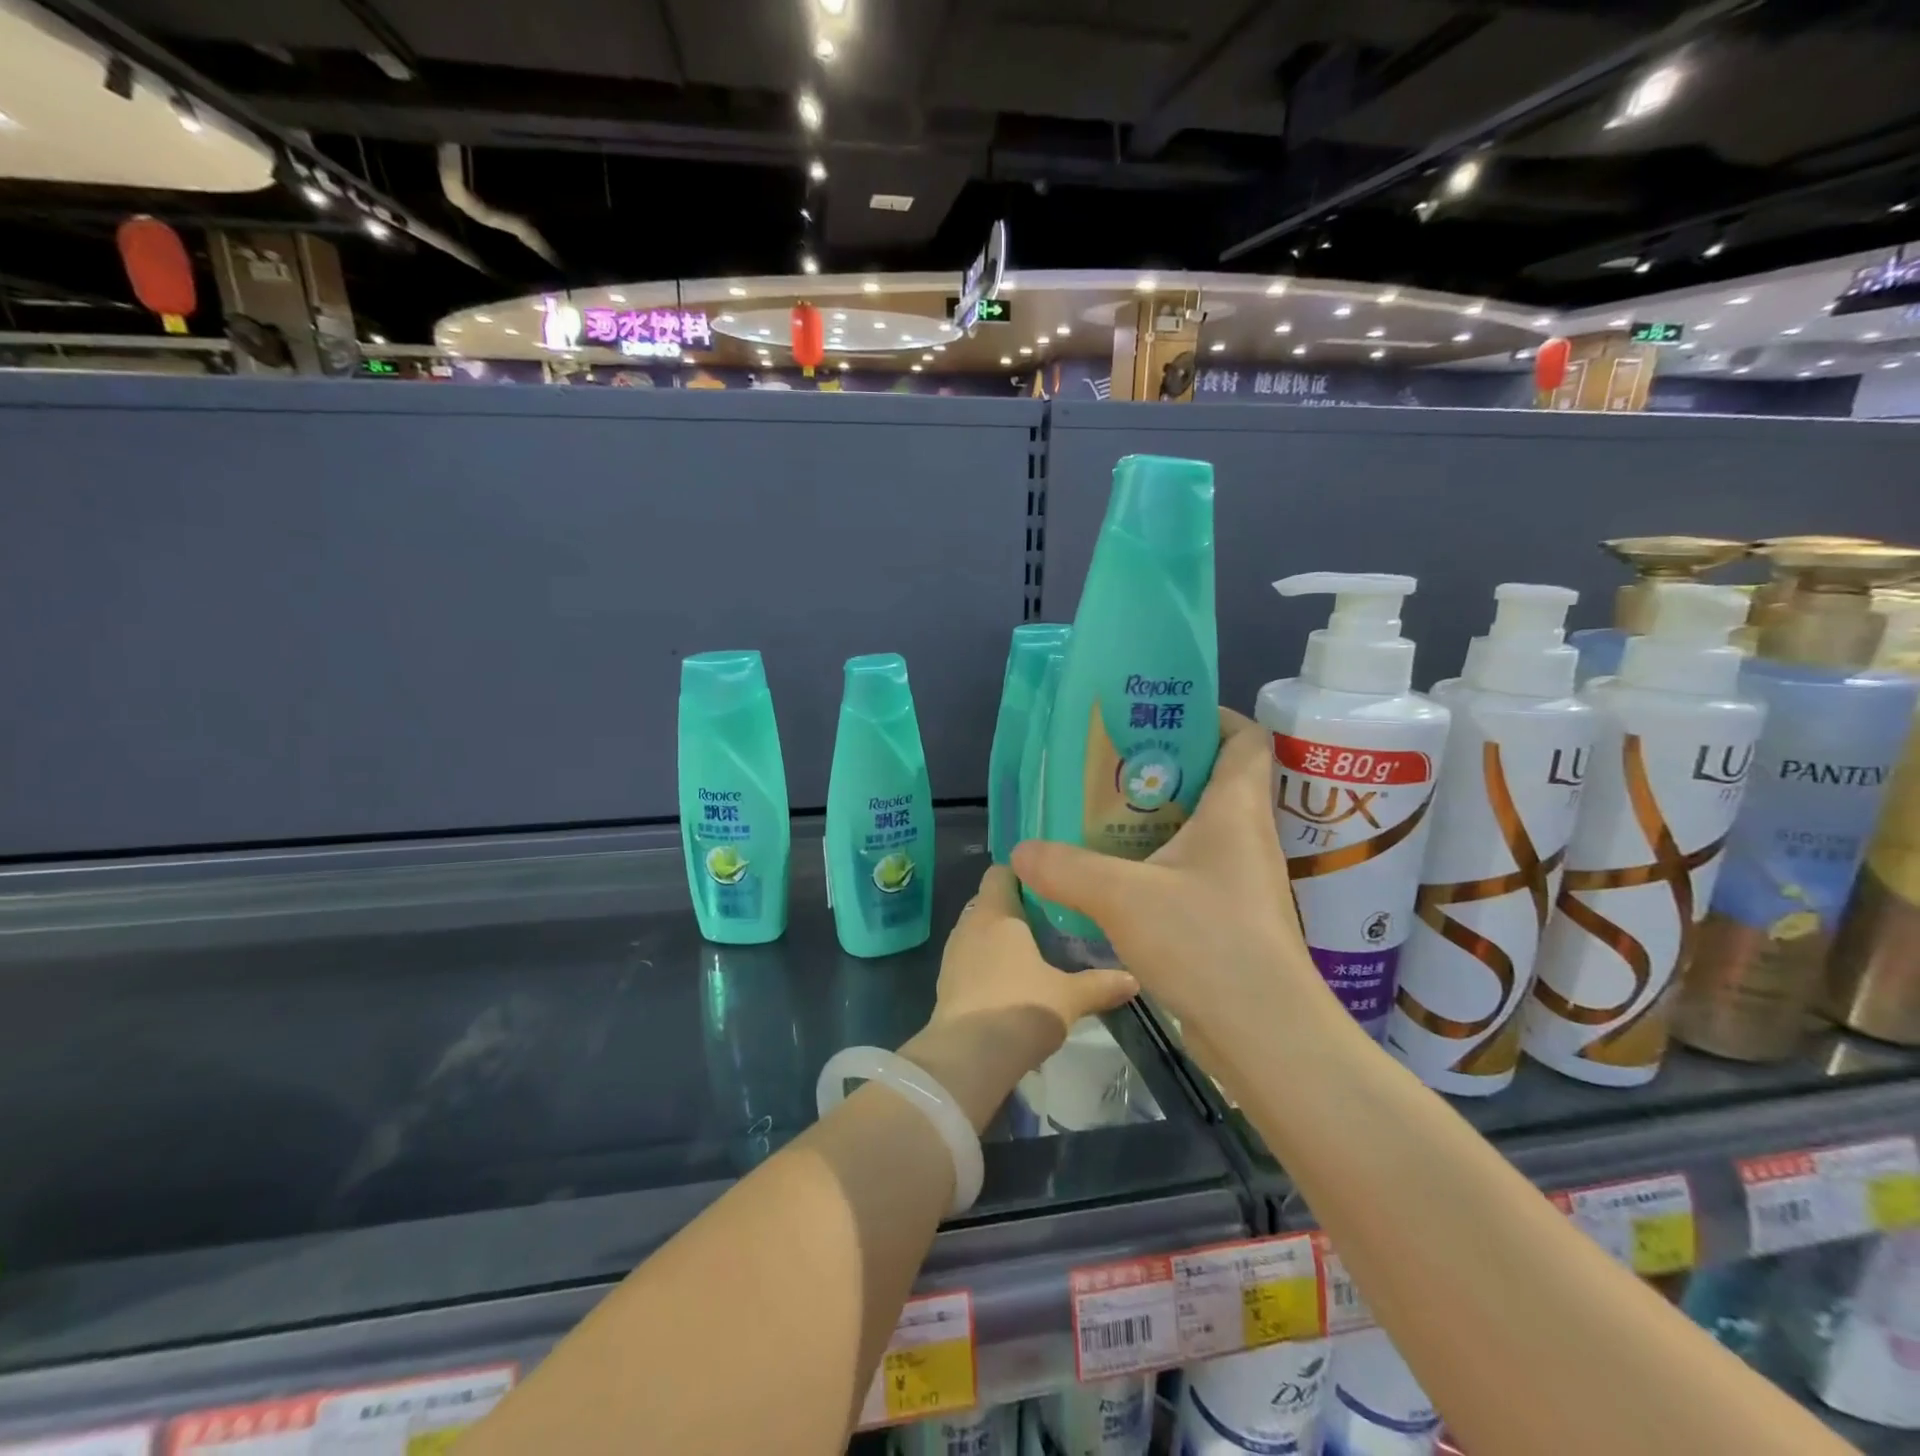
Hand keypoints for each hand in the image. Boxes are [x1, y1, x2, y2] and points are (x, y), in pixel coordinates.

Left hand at [896, 864, 1138, 1133]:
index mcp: (996, 912)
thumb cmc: (1021, 1008)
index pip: (1001, 871)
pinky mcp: (946, 983)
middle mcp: (969, 924)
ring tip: (1037, 954)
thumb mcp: (1070, 996)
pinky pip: (971, 959)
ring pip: (981, 932)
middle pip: (992, 901)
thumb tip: (1133, 978)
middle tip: (1054, 922)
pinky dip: (989, 964)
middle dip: (1019, 909)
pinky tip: (1014, 984)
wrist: (968, 1058)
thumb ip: (1101, 984)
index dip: (1024, 873)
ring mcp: (953, 953)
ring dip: (1003, 939)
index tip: (1052, 886)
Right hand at [1011, 709, 1329, 1047]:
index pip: (1246, 738)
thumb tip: (1020, 851)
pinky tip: (1122, 878)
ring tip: (1106, 818)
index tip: (1161, 719)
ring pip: (1203, 829)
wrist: (1266, 1033)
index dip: (1211, 717)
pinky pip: (1196, 870)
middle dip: (1165, 768)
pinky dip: (1162, 863)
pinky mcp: (1235, 917)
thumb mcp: (1121, 896)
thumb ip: (1065, 867)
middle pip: (1217, 780)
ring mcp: (1245, 880)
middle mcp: (1248, 836)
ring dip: (1160, 820)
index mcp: (1236, 809)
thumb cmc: (1205, 940)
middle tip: (1112, 769)